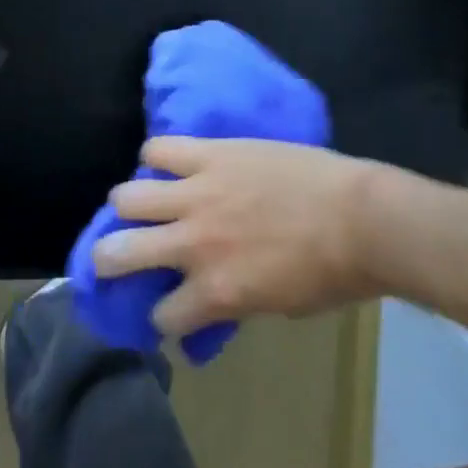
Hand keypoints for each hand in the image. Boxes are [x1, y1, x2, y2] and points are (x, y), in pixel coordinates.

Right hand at [93, 137, 382, 336]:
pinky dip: (153, 158)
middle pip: (119, 252)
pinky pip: (159, 149)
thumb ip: (235, 300)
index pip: (164, 316)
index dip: (165, 317)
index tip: (171, 311)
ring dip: (127, 206)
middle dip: (109, 260)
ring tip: (137, 204)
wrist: (358, 217)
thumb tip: (212, 297)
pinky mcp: (208, 155)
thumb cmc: (330, 273)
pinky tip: (161, 164)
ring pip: (129, 196)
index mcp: (215, 293)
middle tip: (115, 256)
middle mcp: (193, 244)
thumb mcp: (277, 305)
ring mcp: (197, 194)